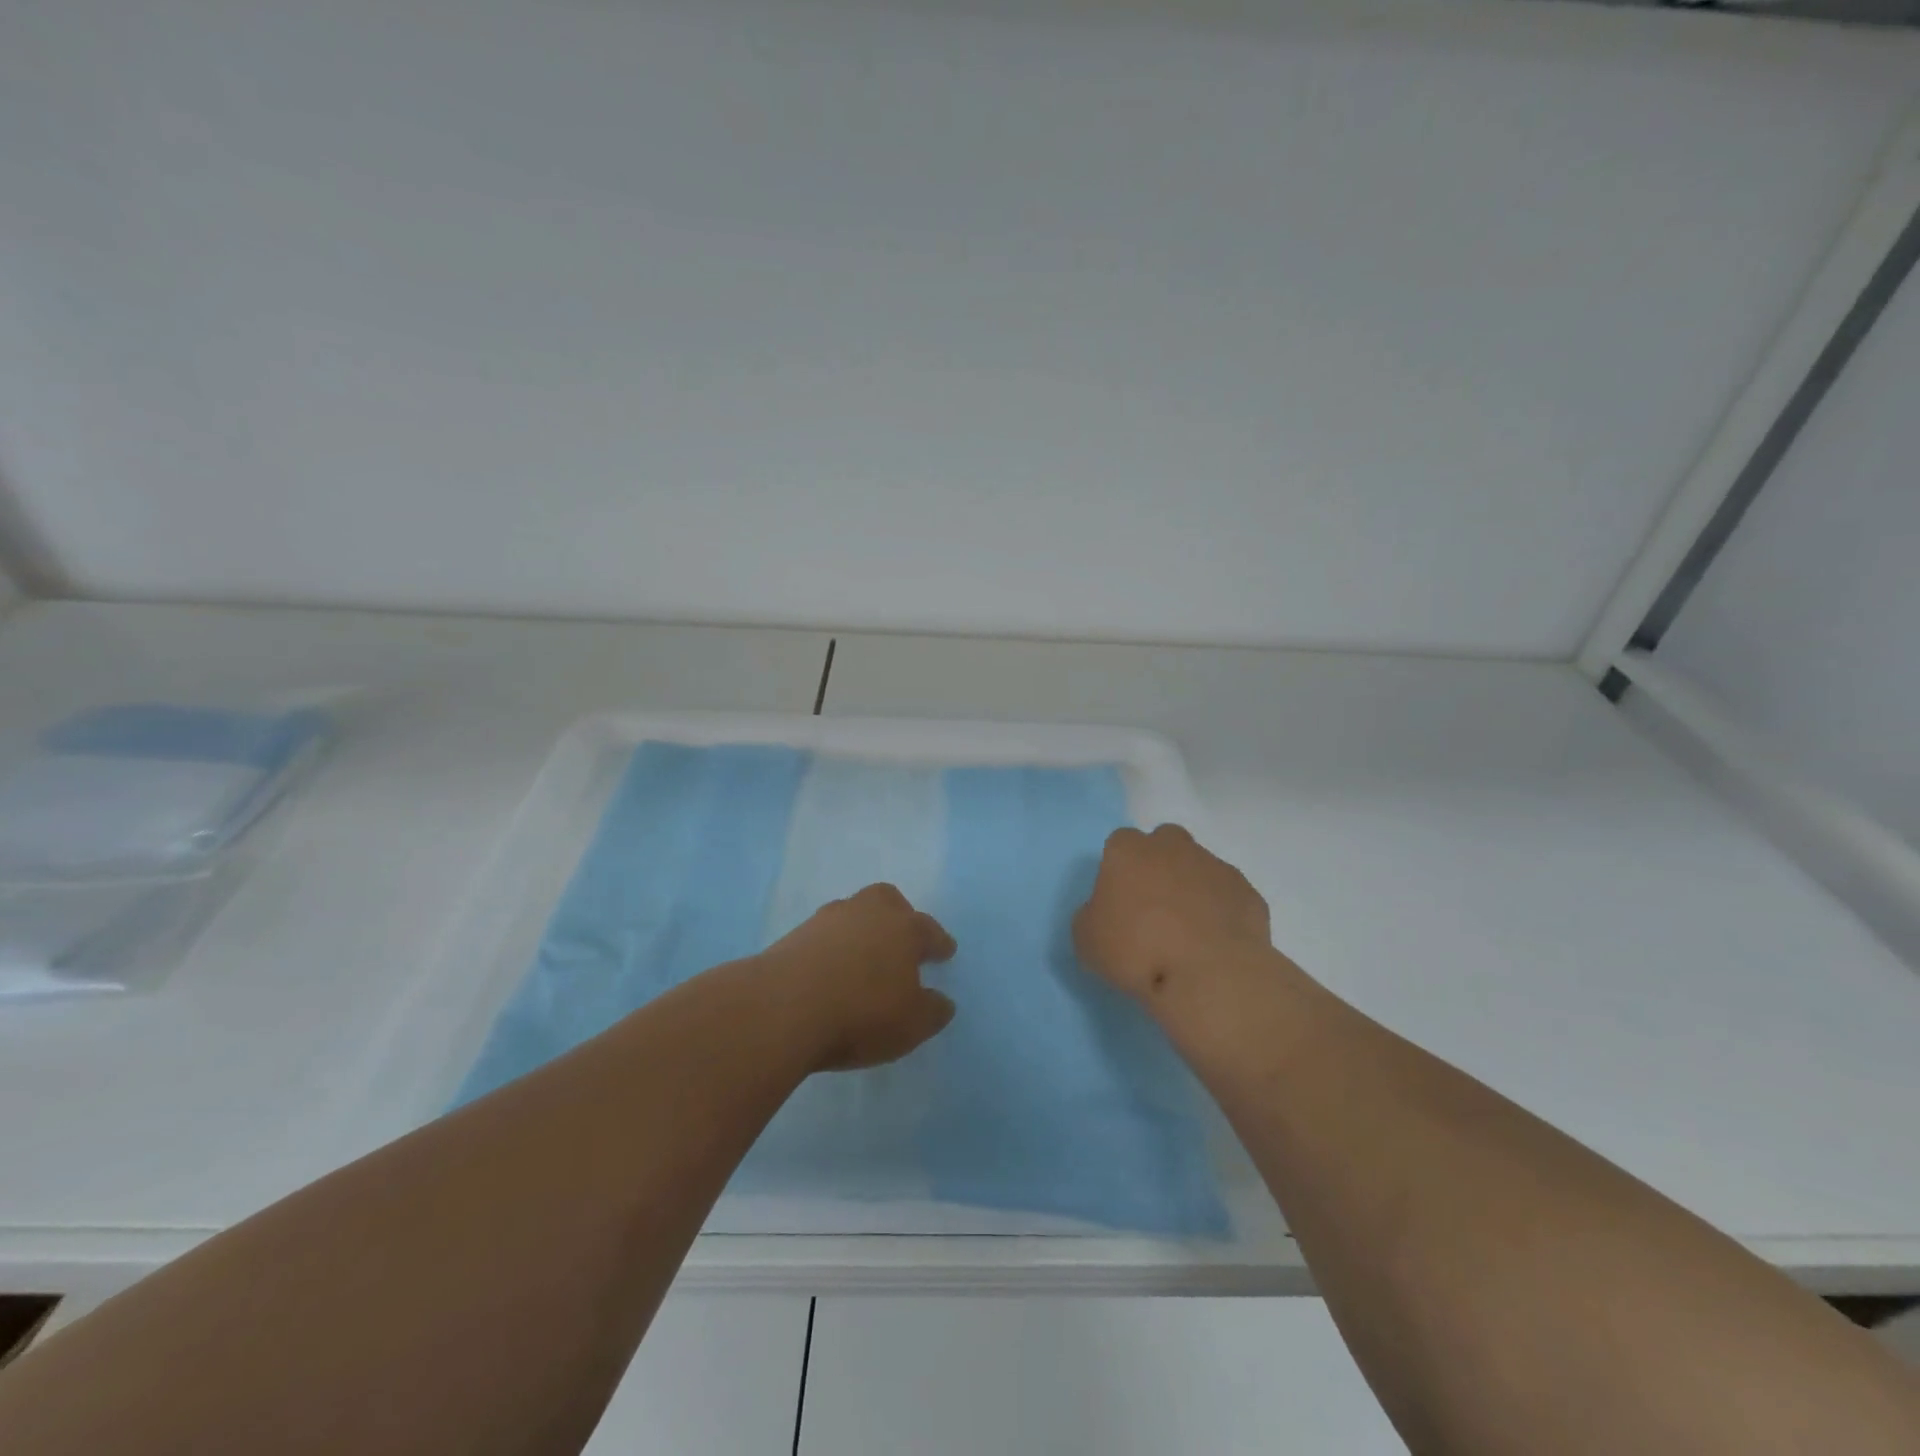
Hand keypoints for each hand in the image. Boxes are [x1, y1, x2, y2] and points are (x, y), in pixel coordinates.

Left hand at [762, 883, 958, 1071]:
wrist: (783, 1008)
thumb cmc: (861, 1013)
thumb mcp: (911, 1025)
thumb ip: (932, 1011)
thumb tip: (941, 1001)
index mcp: (904, 929)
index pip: (929, 930)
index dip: (939, 943)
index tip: (945, 952)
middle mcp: (868, 913)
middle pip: (888, 901)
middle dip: (898, 916)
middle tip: (901, 940)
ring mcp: (828, 920)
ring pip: (853, 913)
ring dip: (861, 930)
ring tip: (862, 957)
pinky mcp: (794, 935)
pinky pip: (824, 934)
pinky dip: (832, 946)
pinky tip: (830, 969)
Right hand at [1073, 824, 1271, 1004]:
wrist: (1209, 975)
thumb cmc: (1137, 950)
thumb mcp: (1087, 940)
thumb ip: (1092, 916)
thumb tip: (1106, 914)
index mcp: (1129, 851)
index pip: (1119, 844)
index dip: (1119, 870)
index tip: (1119, 901)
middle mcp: (1173, 847)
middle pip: (1164, 842)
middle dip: (1159, 865)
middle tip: (1153, 907)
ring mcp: (1215, 867)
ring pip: (1200, 867)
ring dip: (1192, 889)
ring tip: (1187, 933)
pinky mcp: (1248, 894)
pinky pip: (1228, 897)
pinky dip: (1221, 913)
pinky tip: (1214, 944)